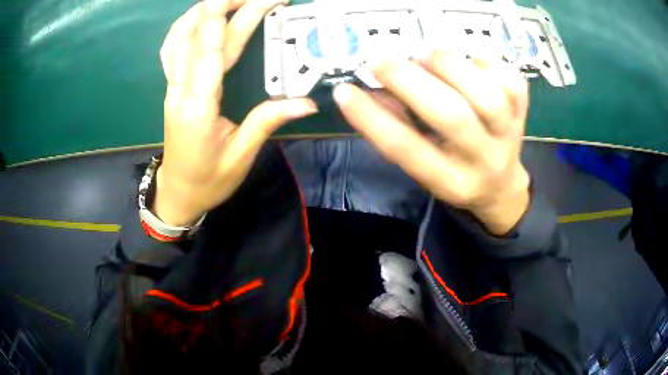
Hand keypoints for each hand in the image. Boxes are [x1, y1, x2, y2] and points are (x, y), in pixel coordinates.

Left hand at [155, 0, 316, 225]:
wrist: (177, 193)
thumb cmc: (208, 180)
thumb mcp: (241, 156)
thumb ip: (268, 121)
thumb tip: (307, 102)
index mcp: (198, 105)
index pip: (212, 48)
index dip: (233, 16)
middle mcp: (180, 88)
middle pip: (200, 33)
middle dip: (230, 5)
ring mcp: (172, 85)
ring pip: (180, 34)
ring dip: (206, 9)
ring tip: (234, 0)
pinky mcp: (172, 86)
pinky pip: (173, 46)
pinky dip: (188, 24)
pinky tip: (202, 16)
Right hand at [333, 52, 530, 234]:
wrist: (501, 185)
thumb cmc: (454, 172)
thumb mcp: (422, 165)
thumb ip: (397, 129)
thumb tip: (370, 89)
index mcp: (450, 182)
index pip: (407, 150)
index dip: (371, 118)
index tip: (344, 91)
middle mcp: (483, 161)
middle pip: (453, 117)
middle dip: (411, 80)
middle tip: (382, 60)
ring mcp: (510, 135)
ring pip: (487, 95)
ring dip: (449, 65)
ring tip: (427, 57)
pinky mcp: (524, 112)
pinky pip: (510, 80)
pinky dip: (484, 62)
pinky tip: (468, 63)